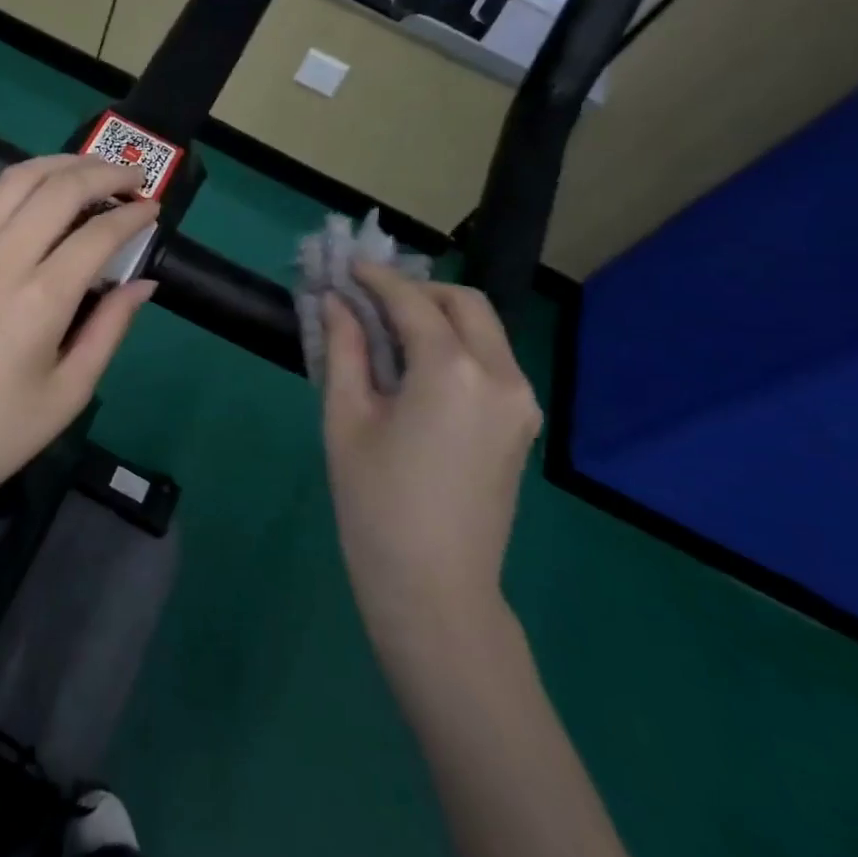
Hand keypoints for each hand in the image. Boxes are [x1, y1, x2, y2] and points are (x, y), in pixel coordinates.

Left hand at [0, 155, 159, 512]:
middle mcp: (0, 261)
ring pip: (12, 181)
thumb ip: (110, 329)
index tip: (153, 210)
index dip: (133, 215)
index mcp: (41, 299)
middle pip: (58, 189)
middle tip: (131, 177)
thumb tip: (142, 283)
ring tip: (84, 169)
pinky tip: (20, 191)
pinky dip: (3, 183)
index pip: (98, 234)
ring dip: (55, 165)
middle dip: (103, 173)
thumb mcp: (69, 392)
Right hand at [321, 265, 543, 642]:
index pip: (413, 303)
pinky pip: (491, 362)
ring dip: (439, 317)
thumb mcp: (347, 419)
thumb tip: (335, 304)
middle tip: (370, 299)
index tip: (346, 267)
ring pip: (484, 331)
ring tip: (388, 331)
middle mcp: (501, 375)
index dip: (376, 279)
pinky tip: (417, 366)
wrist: (434, 590)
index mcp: (453, 371)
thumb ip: (344, 349)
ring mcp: (521, 402)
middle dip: (418, 291)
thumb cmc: (376, 504)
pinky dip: (457, 346)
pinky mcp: (522, 425)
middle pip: (465, 304)